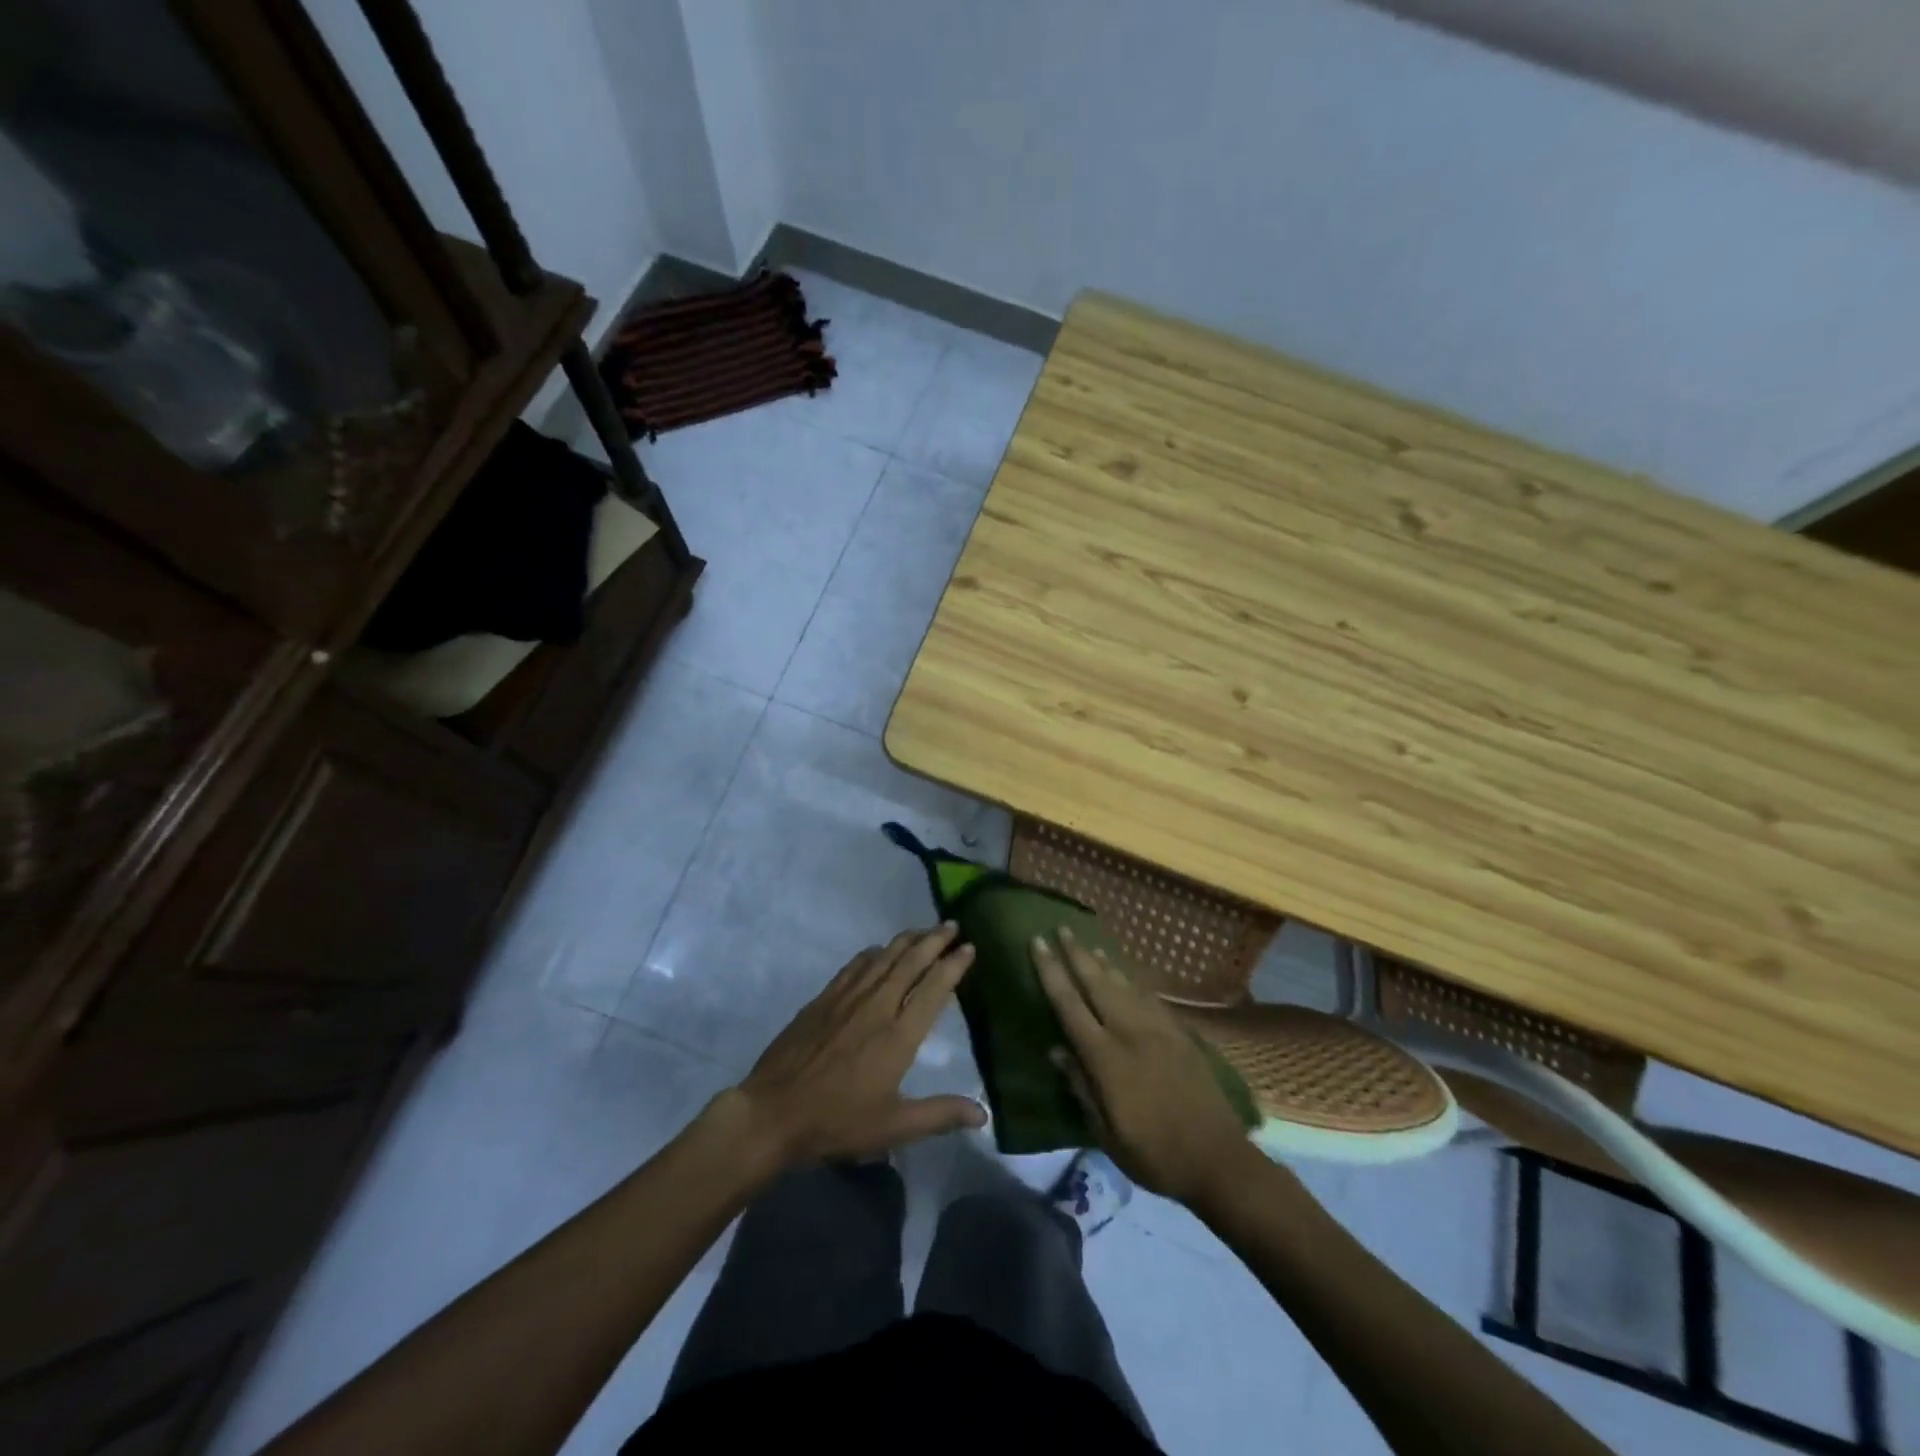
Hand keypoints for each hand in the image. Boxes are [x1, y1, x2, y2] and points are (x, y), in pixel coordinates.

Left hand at [734, 925, 986, 1166]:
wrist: (773, 1112)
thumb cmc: (837, 1122)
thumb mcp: (894, 1127)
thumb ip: (940, 1115)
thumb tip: (983, 1113)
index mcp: (898, 1035)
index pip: (934, 988)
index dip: (954, 965)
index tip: (970, 947)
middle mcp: (877, 1006)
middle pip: (911, 962)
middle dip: (935, 940)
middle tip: (953, 925)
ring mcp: (847, 998)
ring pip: (884, 957)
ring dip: (907, 940)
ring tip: (924, 930)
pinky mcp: (824, 998)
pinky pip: (855, 965)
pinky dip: (874, 953)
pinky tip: (879, 950)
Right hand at [1033, 927, 1253, 1206]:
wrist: (1218, 1159)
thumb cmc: (1154, 1155)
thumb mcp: (1106, 1133)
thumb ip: (1081, 1087)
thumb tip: (1056, 1051)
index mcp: (1106, 1057)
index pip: (1069, 1004)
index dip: (1050, 971)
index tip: (1037, 942)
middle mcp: (1129, 1032)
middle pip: (1096, 982)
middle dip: (1075, 953)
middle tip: (1061, 927)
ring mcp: (1158, 1029)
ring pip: (1123, 985)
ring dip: (1103, 962)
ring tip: (1088, 944)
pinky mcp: (1179, 1034)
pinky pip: (1148, 997)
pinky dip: (1131, 982)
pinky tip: (1125, 977)